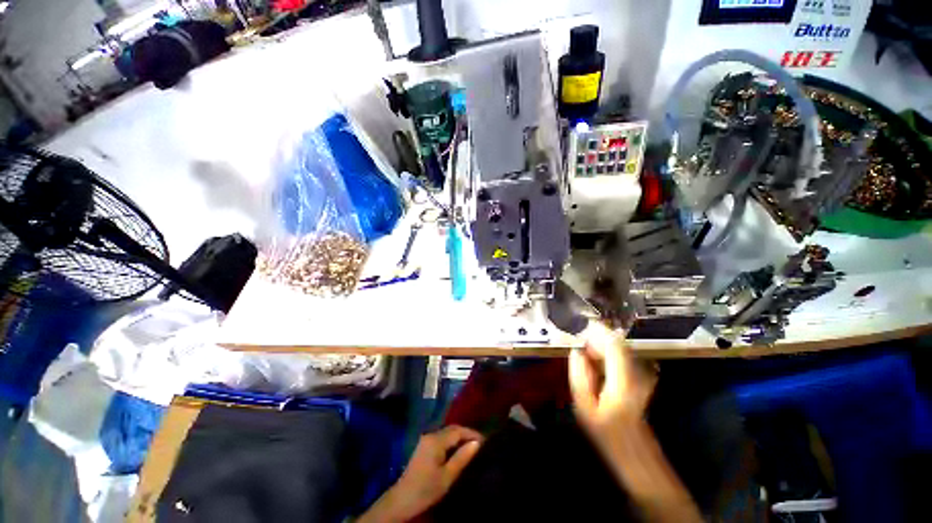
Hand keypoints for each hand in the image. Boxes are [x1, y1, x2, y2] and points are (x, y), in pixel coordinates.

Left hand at [360, 425, 482, 521]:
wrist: (401, 500)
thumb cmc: (426, 489)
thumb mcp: (447, 476)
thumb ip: (462, 457)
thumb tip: (477, 443)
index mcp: (436, 440)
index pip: (458, 431)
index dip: (472, 433)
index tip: (485, 441)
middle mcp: (431, 434)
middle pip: (452, 429)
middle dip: (467, 433)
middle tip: (481, 443)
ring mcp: (426, 439)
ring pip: (447, 433)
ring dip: (460, 437)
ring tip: (473, 446)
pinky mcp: (424, 446)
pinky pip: (442, 438)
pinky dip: (452, 441)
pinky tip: (459, 450)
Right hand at [569, 323, 656, 449]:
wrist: (634, 452)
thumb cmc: (606, 432)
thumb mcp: (584, 407)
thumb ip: (579, 375)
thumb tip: (576, 351)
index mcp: (623, 380)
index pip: (613, 344)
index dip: (597, 331)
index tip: (580, 324)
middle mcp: (637, 373)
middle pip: (617, 343)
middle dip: (597, 336)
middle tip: (578, 339)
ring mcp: (642, 374)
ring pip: (620, 348)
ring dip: (601, 344)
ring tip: (584, 349)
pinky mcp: (641, 377)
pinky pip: (621, 356)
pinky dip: (607, 352)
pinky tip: (595, 360)